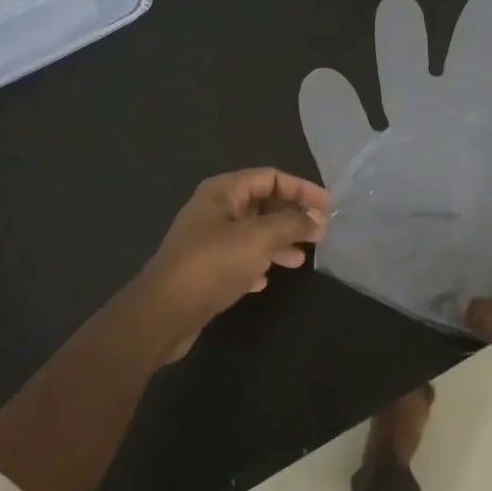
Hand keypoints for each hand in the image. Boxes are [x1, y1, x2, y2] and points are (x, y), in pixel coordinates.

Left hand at [135, 168, 329, 359]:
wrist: (163, 313)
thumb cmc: (212, 265)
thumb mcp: (258, 238)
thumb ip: (291, 224)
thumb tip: (318, 218)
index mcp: (222, 191)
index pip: (270, 177)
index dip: (301, 189)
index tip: (328, 208)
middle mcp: (213, 210)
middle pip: (261, 204)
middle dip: (291, 216)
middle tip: (320, 234)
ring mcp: (207, 240)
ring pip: (252, 233)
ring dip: (278, 242)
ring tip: (301, 259)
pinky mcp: (204, 269)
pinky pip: (238, 259)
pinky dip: (256, 264)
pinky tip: (266, 280)